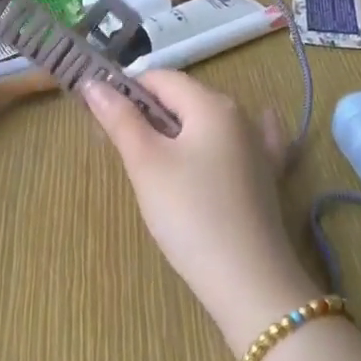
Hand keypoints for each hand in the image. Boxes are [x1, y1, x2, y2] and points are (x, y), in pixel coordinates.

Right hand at [84, 71, 321, 352]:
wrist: (249, 282)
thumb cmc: (190, 214)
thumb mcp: (146, 163)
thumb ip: (119, 118)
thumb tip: (92, 83)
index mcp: (211, 104)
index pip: (160, 78)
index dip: (127, 90)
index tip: (100, 116)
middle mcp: (239, 115)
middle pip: (184, 99)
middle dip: (148, 113)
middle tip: (119, 146)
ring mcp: (259, 147)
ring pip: (207, 123)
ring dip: (176, 130)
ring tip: (151, 160)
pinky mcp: (267, 178)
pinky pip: (242, 144)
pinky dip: (222, 140)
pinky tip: (233, 136)